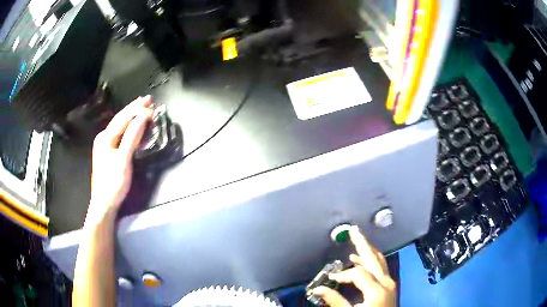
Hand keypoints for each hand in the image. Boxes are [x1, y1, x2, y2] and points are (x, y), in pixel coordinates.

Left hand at [86, 96, 152, 226]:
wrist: (103, 203)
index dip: (138, 110)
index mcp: (106, 137)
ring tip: (142, 107)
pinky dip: (129, 126)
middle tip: (148, 99)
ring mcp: (104, 144)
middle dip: (134, 108)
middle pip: (120, 118)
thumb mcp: (123, 160)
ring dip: (132, 115)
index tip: (152, 104)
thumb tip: (143, 117)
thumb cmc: (113, 183)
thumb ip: (132, 137)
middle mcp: (103, 137)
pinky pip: (119, 133)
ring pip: (119, 125)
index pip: (124, 118)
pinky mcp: (108, 151)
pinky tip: (133, 124)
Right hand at [313, 226, 395, 306]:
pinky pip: (381, 268)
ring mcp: (390, 283)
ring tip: (356, 242)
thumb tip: (318, 289)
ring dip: (367, 251)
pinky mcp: (389, 287)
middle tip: (353, 230)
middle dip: (362, 243)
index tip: (331, 280)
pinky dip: (371, 261)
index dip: (343, 275)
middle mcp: (386, 282)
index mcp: (377, 289)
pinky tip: (361, 261)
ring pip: (380, 260)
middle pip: (374, 258)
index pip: (358, 273)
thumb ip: (335, 301)